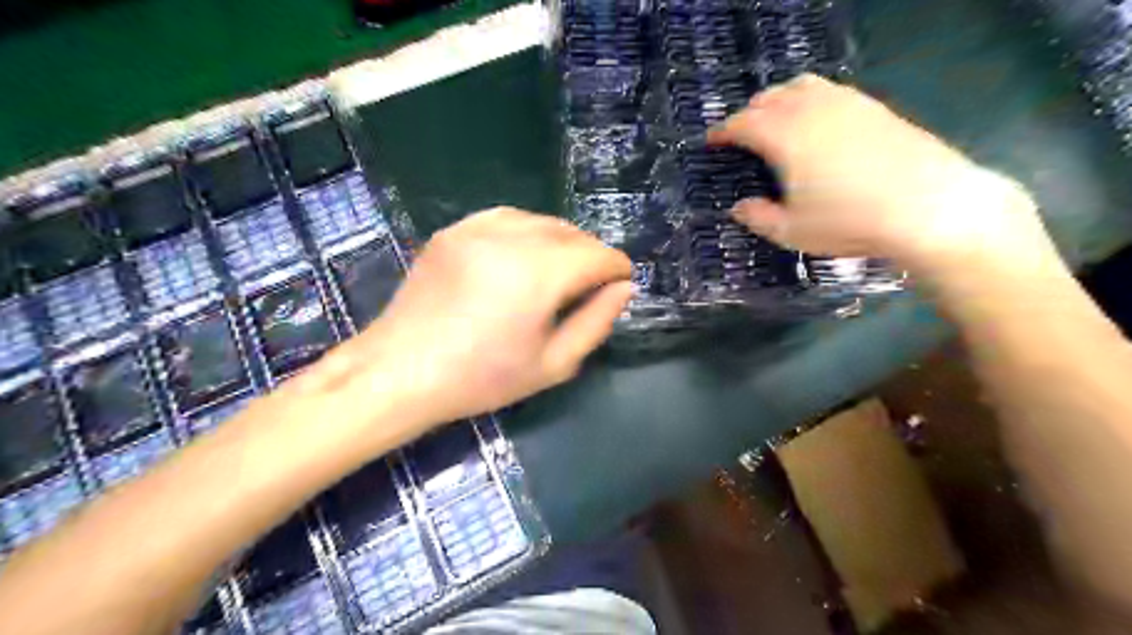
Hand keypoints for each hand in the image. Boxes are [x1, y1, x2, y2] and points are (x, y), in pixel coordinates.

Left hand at [316, 207, 635, 430]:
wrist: (401, 371)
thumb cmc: (482, 378)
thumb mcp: (553, 363)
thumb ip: (596, 321)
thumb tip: (624, 288)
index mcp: (540, 273)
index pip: (598, 255)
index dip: (617, 269)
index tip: (621, 285)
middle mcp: (512, 238)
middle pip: (572, 233)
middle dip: (591, 255)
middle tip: (591, 286)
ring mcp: (477, 229)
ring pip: (541, 221)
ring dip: (561, 241)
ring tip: (559, 271)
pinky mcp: (454, 231)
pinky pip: (506, 218)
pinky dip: (527, 232)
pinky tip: (523, 256)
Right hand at [704, 74, 1051, 272]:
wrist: (928, 205)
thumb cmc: (848, 221)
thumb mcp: (792, 231)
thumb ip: (758, 218)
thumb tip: (738, 207)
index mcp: (783, 137)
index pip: (742, 123)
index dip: (722, 131)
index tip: (712, 141)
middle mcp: (810, 110)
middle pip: (769, 98)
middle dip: (748, 113)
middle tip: (740, 134)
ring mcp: (844, 103)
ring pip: (800, 86)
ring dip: (778, 100)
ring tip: (774, 120)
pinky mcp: (872, 106)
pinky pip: (828, 90)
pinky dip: (809, 99)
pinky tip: (815, 120)